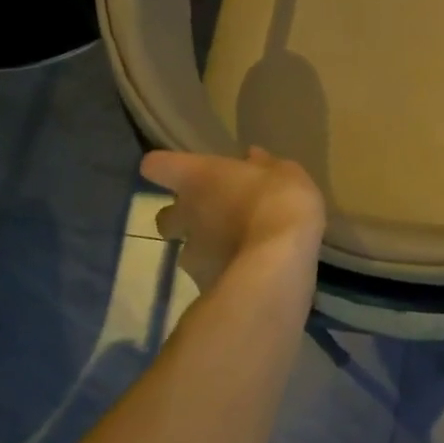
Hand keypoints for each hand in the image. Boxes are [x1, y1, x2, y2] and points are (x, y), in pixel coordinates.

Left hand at [139, 147, 324, 291]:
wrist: (279, 263)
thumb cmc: (280, 202)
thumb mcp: (286, 174)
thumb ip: (265, 166)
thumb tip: (253, 157)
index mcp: (197, 177)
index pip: (157, 165)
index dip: (168, 167)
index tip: (188, 171)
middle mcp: (185, 213)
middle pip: (166, 216)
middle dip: (184, 218)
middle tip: (215, 217)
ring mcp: (190, 253)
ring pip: (187, 249)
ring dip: (208, 248)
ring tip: (241, 250)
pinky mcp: (203, 284)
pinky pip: (209, 275)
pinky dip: (224, 273)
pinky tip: (251, 273)